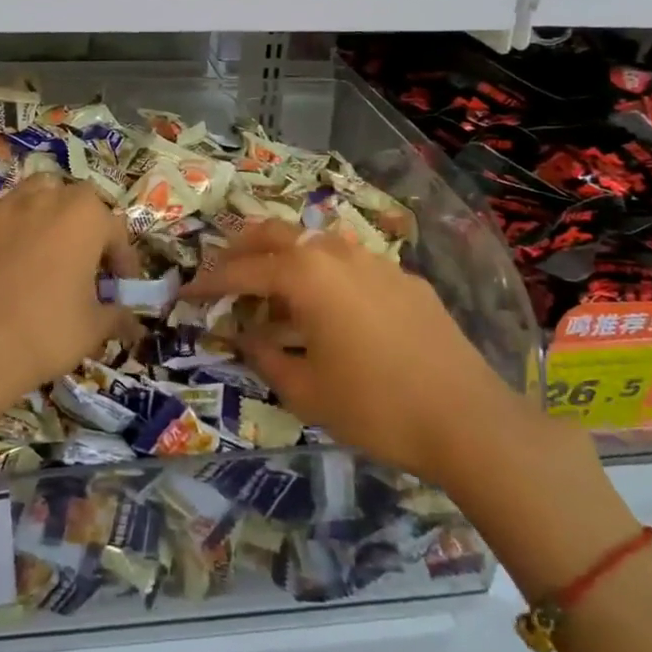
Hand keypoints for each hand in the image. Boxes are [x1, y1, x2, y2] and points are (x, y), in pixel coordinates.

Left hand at [0, 175, 140, 397]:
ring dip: (43, 210)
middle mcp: (47, 199)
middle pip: (75, 199)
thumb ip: (117, 317)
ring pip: (32, 192)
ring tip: (41, 242)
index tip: (120, 285)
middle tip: (82, 260)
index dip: (122, 259)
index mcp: (86, 217)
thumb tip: (133, 324)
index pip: (116, 230)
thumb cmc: (47, 330)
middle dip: (84, 224)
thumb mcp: (94, 329)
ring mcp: (4, 206)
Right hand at [184, 221, 520, 484]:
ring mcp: (375, 261)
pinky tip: (330, 307)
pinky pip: (351, 263)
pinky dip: (325, 274)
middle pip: (277, 233)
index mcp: (306, 276)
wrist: (468, 418)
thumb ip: (265, 356)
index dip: (208, 282)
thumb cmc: (375, 406)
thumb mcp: (306, 390)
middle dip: (243, 247)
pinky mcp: (405, 279)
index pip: (242, 270)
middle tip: (222, 270)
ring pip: (316, 243)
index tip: (184, 292)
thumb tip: (242, 337)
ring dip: (286, 258)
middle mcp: (337, 254)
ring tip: (273, 289)